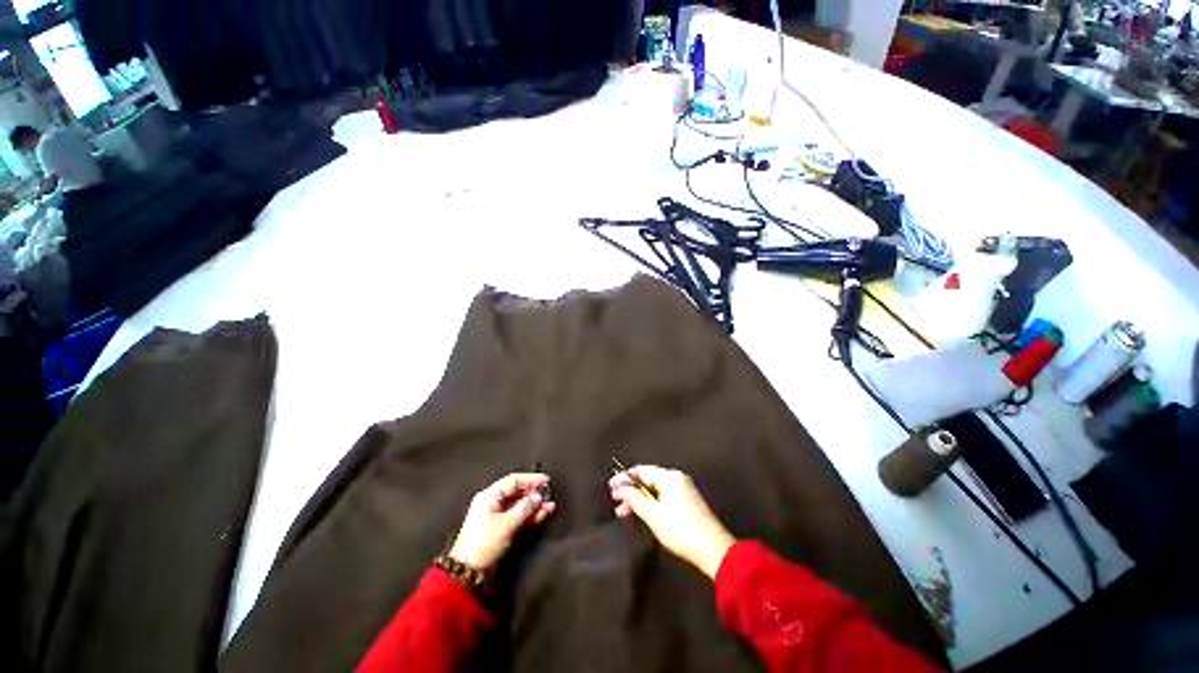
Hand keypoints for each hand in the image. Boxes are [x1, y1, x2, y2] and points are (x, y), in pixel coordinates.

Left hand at [449, 473, 555, 571]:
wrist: (469, 573)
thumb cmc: (486, 543)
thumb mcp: (507, 524)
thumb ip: (525, 507)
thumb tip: (538, 496)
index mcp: (489, 496)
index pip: (513, 481)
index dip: (531, 479)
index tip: (547, 480)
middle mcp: (492, 502)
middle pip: (516, 492)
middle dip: (534, 493)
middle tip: (549, 493)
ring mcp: (496, 516)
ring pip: (519, 505)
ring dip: (534, 505)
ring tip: (551, 506)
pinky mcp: (500, 529)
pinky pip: (518, 517)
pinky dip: (530, 516)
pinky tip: (543, 514)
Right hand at [609, 466, 735, 579]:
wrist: (713, 550)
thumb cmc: (680, 529)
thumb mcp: (653, 515)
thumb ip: (634, 498)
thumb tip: (620, 487)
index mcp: (669, 477)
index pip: (641, 470)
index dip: (624, 478)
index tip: (610, 488)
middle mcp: (677, 478)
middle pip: (648, 479)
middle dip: (631, 491)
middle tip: (616, 503)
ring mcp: (683, 490)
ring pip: (654, 489)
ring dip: (639, 499)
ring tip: (624, 513)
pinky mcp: (687, 502)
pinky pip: (663, 496)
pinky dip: (650, 503)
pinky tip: (642, 514)